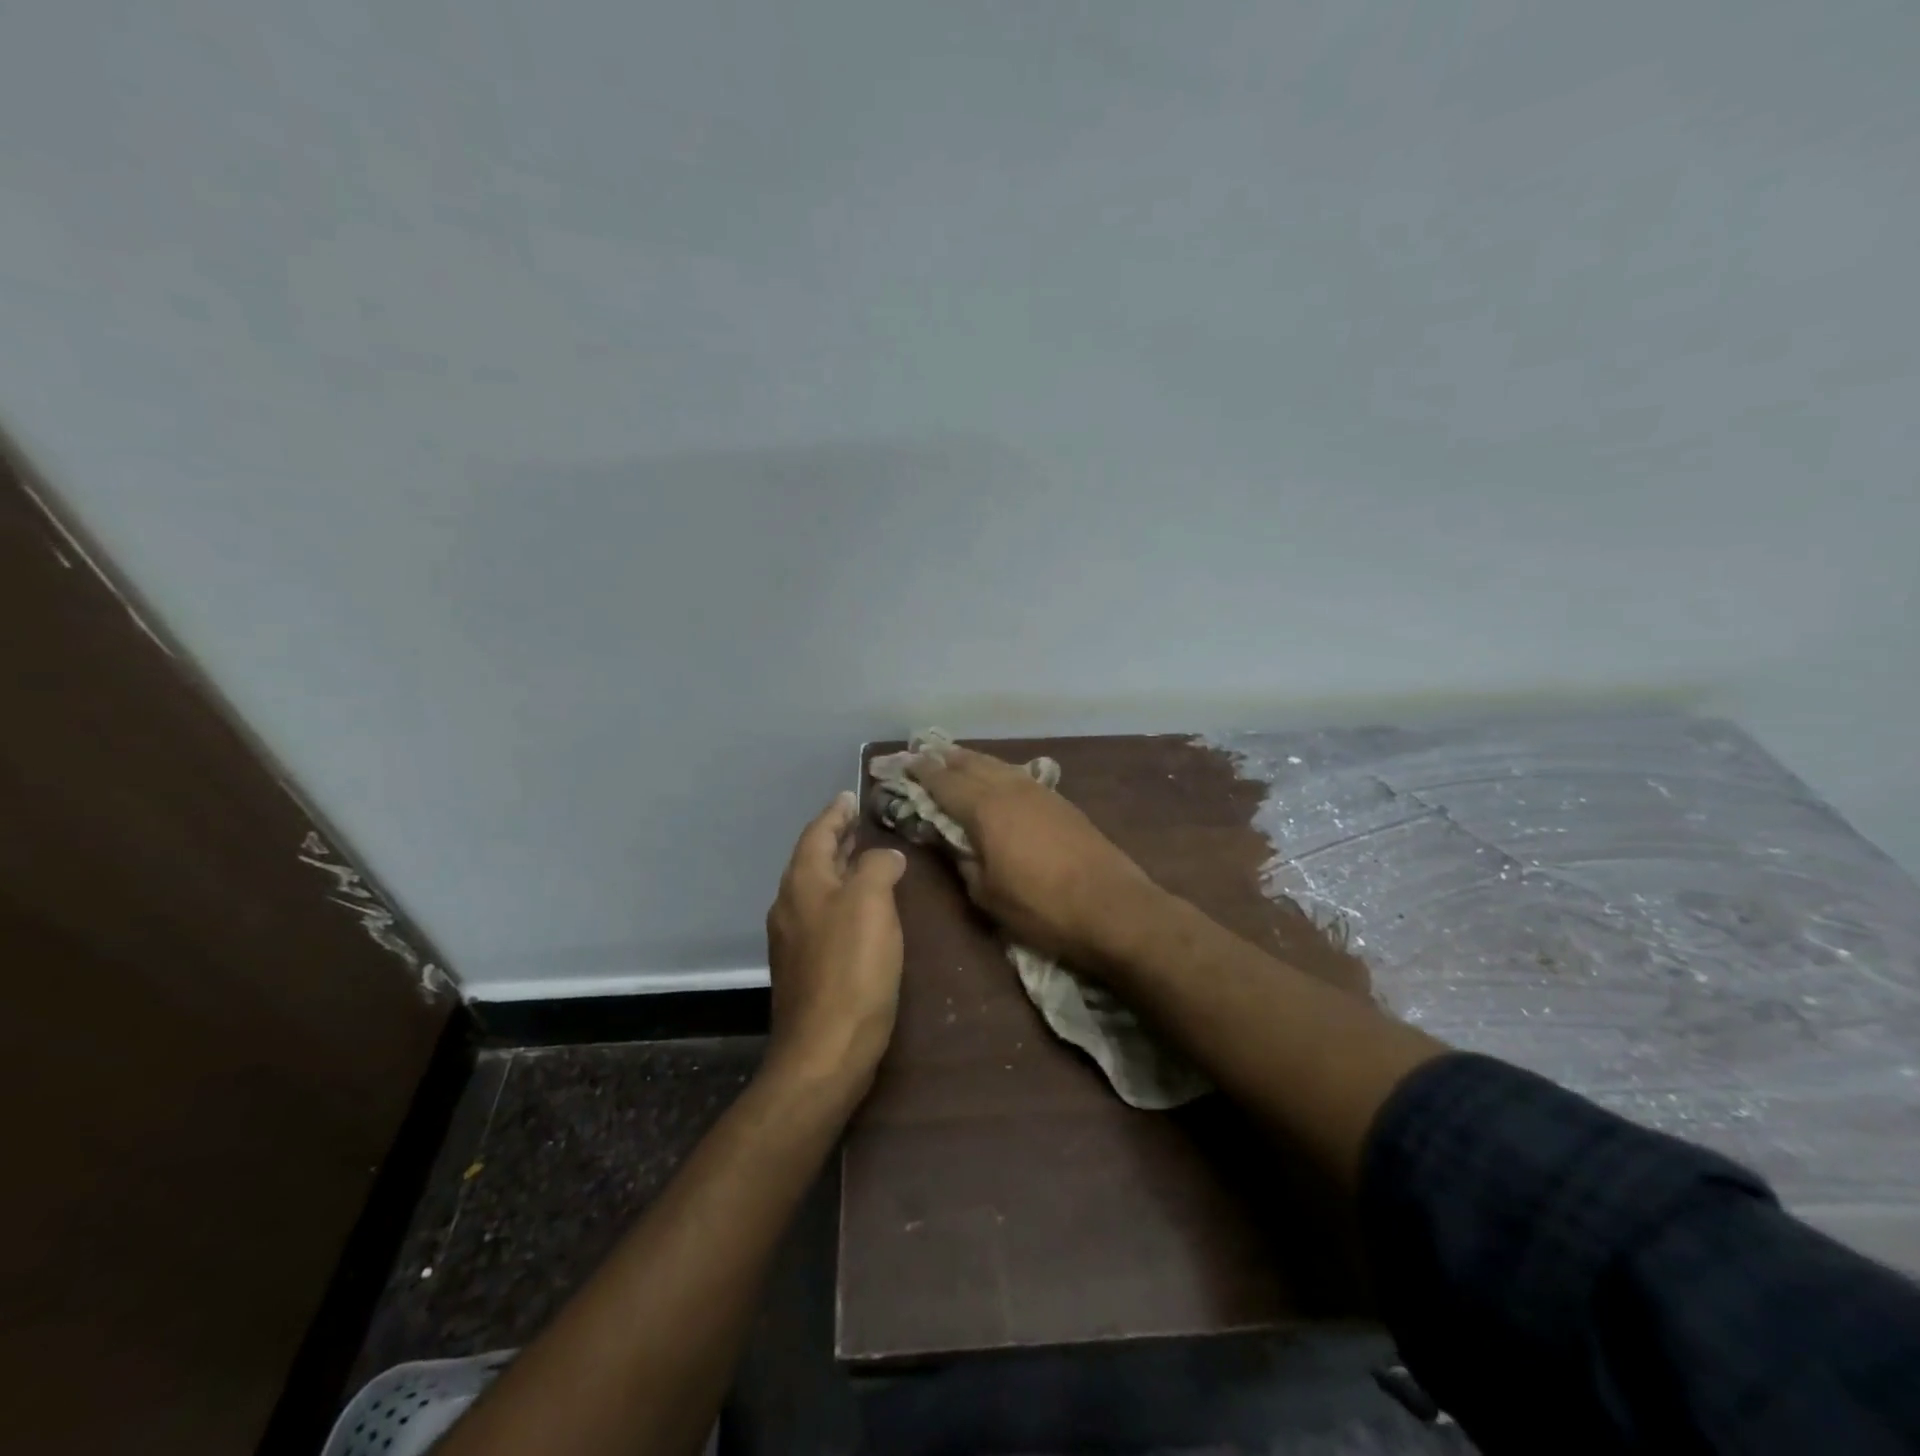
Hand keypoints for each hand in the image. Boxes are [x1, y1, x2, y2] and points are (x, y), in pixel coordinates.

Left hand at [764, 792, 907, 1088]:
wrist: (825, 1050)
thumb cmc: (851, 968)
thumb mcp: (872, 904)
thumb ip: (878, 868)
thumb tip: (884, 856)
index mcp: (802, 884)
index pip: (817, 834)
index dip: (835, 813)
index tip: (850, 796)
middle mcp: (790, 906)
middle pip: (812, 860)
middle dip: (836, 839)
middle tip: (860, 824)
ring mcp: (793, 939)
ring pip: (816, 889)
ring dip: (839, 869)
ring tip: (865, 859)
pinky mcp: (804, 967)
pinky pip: (821, 916)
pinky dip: (841, 898)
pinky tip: (862, 910)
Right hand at [902, 744, 1156, 966]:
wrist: (1112, 907)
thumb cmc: (1041, 907)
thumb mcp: (988, 894)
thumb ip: (963, 861)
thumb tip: (952, 841)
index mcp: (985, 809)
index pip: (944, 783)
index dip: (922, 773)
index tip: (904, 765)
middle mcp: (1010, 789)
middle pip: (971, 764)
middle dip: (945, 759)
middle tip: (924, 754)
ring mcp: (1039, 791)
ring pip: (998, 764)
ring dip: (973, 760)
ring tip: (955, 758)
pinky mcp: (1061, 801)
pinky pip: (1018, 774)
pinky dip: (998, 770)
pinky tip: (997, 776)